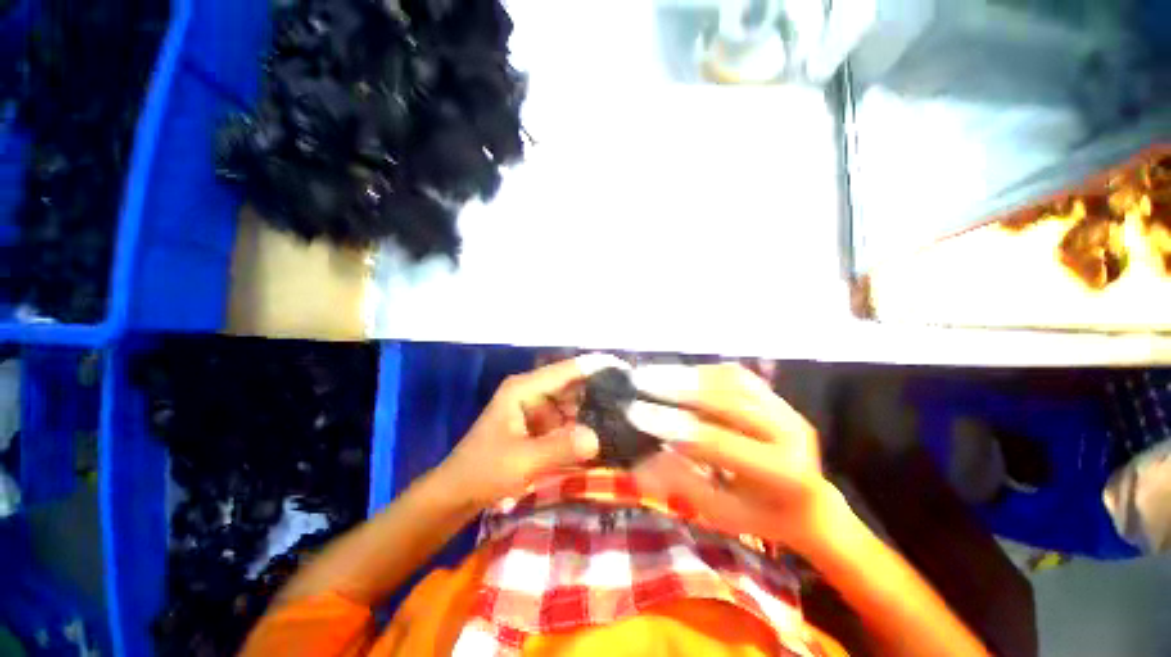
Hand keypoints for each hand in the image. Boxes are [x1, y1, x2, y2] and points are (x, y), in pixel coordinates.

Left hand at [437, 354, 627, 508]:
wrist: (457, 494)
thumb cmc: (484, 471)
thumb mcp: (522, 461)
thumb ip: (559, 447)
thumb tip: (597, 437)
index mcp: (525, 388)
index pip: (568, 370)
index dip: (597, 368)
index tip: (627, 372)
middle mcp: (533, 391)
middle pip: (573, 385)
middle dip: (600, 392)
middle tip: (633, 402)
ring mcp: (537, 408)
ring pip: (573, 403)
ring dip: (595, 411)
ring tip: (626, 417)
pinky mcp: (539, 425)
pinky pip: (567, 420)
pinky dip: (583, 426)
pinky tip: (604, 434)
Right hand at [627, 363, 847, 553]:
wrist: (809, 501)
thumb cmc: (761, 515)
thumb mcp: (722, 514)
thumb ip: (684, 484)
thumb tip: (642, 464)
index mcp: (784, 474)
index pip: (719, 443)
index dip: (675, 425)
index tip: (637, 413)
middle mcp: (792, 434)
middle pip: (728, 402)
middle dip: (679, 390)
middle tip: (641, 382)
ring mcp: (787, 409)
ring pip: (733, 381)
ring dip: (690, 376)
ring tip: (654, 373)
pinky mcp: (778, 397)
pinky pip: (738, 376)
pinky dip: (706, 372)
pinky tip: (681, 373)